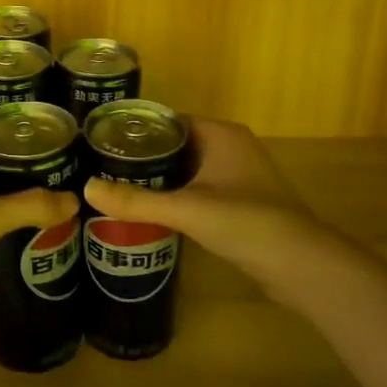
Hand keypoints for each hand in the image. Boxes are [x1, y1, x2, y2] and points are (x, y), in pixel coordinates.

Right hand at [82, 117, 333, 305]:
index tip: (102, 141)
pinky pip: (200, 191)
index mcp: (221, 134)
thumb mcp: (186, 209)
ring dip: (160, 178)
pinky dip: (177, 197)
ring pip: (189, 170)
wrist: (300, 265)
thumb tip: (86, 189)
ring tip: (118, 188)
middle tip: (102, 167)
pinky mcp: (241, 203)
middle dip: (144, 156)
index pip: (169, 120)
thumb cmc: (245, 222)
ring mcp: (239, 176)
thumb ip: (136, 201)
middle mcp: (231, 147)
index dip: (137, 129)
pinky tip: (151, 211)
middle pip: (177, 144)